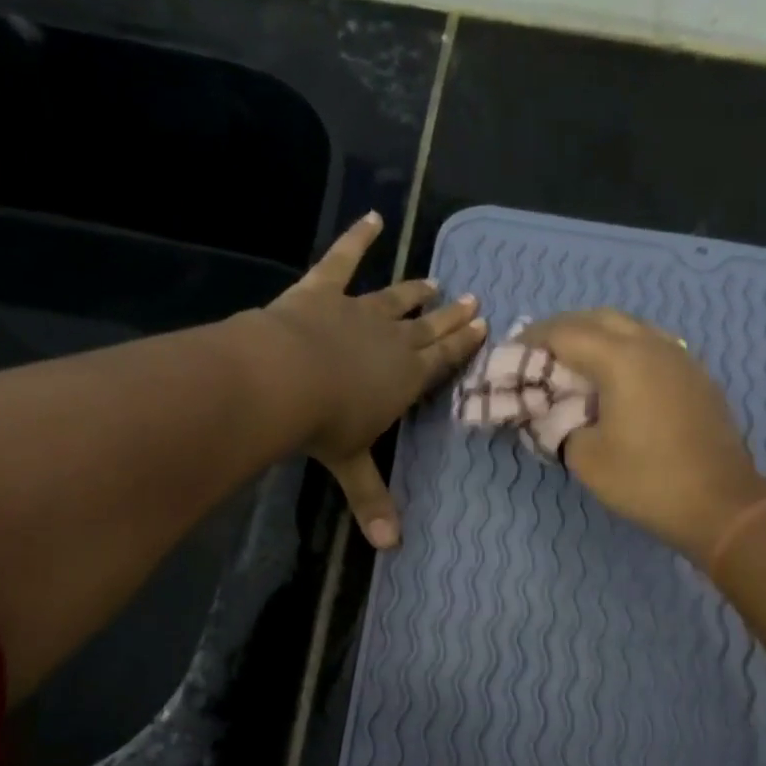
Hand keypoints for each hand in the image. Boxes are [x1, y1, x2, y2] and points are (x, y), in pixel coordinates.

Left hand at [259, 212, 486, 547]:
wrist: (283, 379)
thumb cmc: (325, 426)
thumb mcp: (351, 467)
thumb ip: (372, 501)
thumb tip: (391, 548)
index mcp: (406, 379)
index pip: (442, 361)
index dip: (462, 345)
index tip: (482, 325)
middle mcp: (392, 341)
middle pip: (428, 328)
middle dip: (451, 317)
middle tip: (472, 300)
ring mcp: (359, 311)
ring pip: (396, 298)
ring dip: (416, 291)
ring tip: (435, 282)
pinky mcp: (323, 290)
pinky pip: (343, 259)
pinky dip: (358, 237)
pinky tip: (374, 217)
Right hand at [522, 308, 765, 560]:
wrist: (720, 504)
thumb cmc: (646, 482)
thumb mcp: (586, 458)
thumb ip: (558, 426)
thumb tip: (551, 413)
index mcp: (622, 358)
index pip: (565, 332)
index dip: (532, 340)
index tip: (511, 355)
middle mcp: (652, 344)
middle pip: (598, 319)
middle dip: (563, 331)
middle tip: (539, 355)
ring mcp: (680, 357)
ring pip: (629, 329)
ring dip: (596, 338)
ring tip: (574, 365)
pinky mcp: (696, 376)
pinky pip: (651, 347)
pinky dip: (623, 352)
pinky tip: (615, 380)